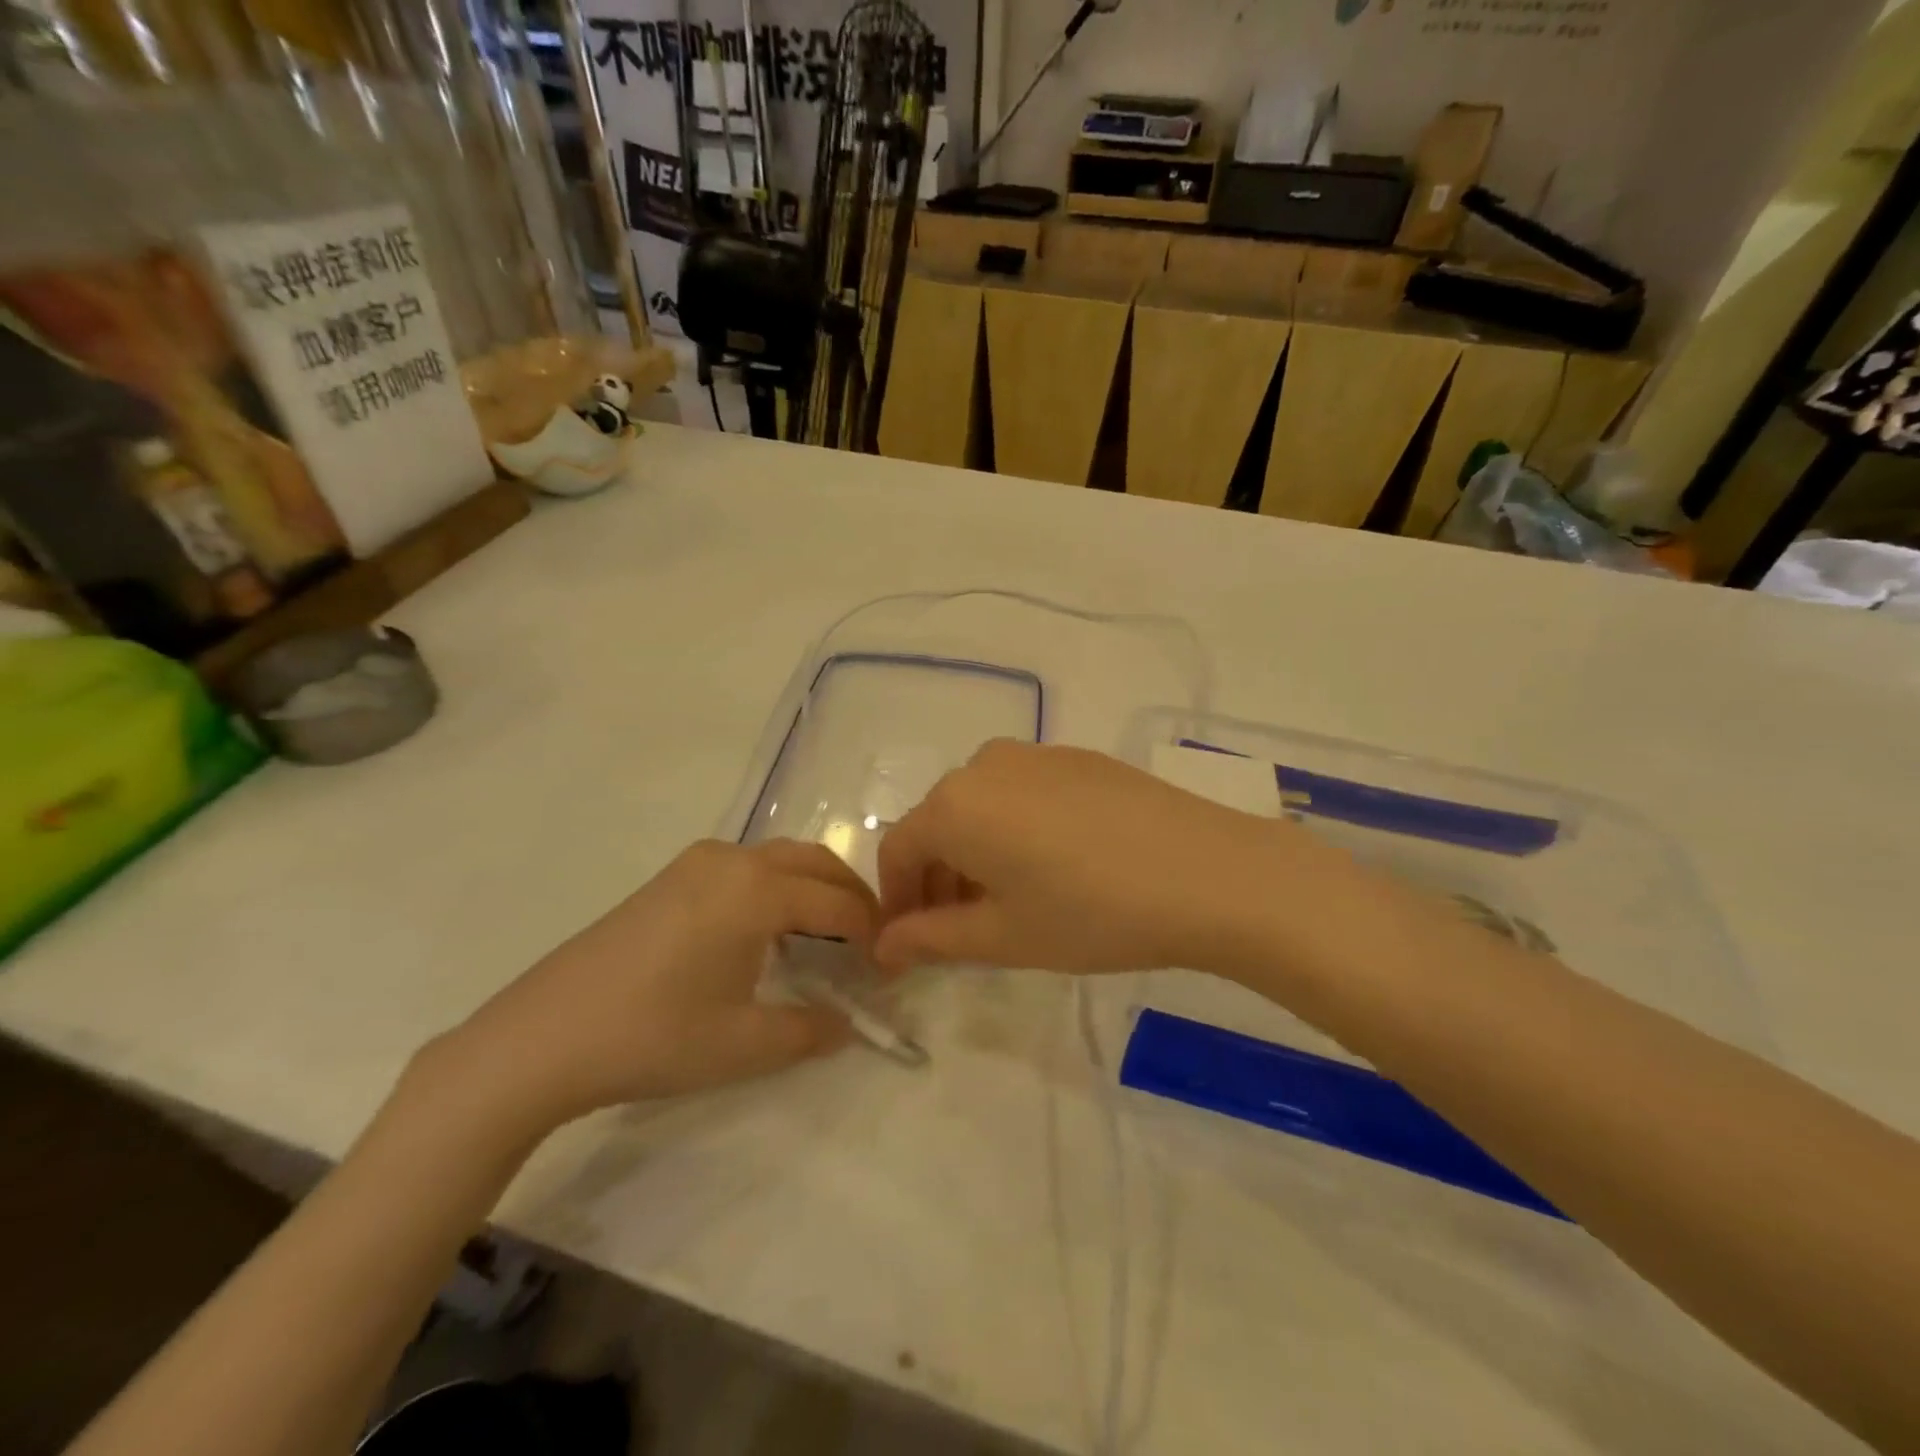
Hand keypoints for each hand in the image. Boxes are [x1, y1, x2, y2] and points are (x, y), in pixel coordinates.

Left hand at [440, 840, 878, 1133]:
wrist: (544, 1036)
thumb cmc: (654, 1036)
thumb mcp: (745, 1043)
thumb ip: (811, 1030)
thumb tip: (849, 1025)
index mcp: (757, 889)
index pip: (838, 902)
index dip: (871, 933)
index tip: (887, 967)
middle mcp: (733, 859)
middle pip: (815, 862)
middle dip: (850, 897)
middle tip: (867, 943)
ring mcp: (697, 863)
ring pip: (780, 859)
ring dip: (813, 888)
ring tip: (825, 939)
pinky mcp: (672, 877)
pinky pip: (746, 868)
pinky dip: (776, 888)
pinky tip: (767, 934)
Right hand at [875, 740, 1312, 976]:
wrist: (1208, 872)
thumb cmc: (1092, 913)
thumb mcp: (1004, 936)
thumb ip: (931, 938)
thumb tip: (885, 945)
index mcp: (954, 804)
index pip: (897, 850)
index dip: (897, 900)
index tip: (911, 942)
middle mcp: (985, 765)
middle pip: (938, 824)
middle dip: (937, 878)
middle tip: (962, 931)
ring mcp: (1036, 754)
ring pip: (981, 806)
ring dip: (976, 853)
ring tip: (1010, 902)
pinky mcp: (1078, 758)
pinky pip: (1022, 793)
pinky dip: (1014, 829)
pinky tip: (1055, 866)